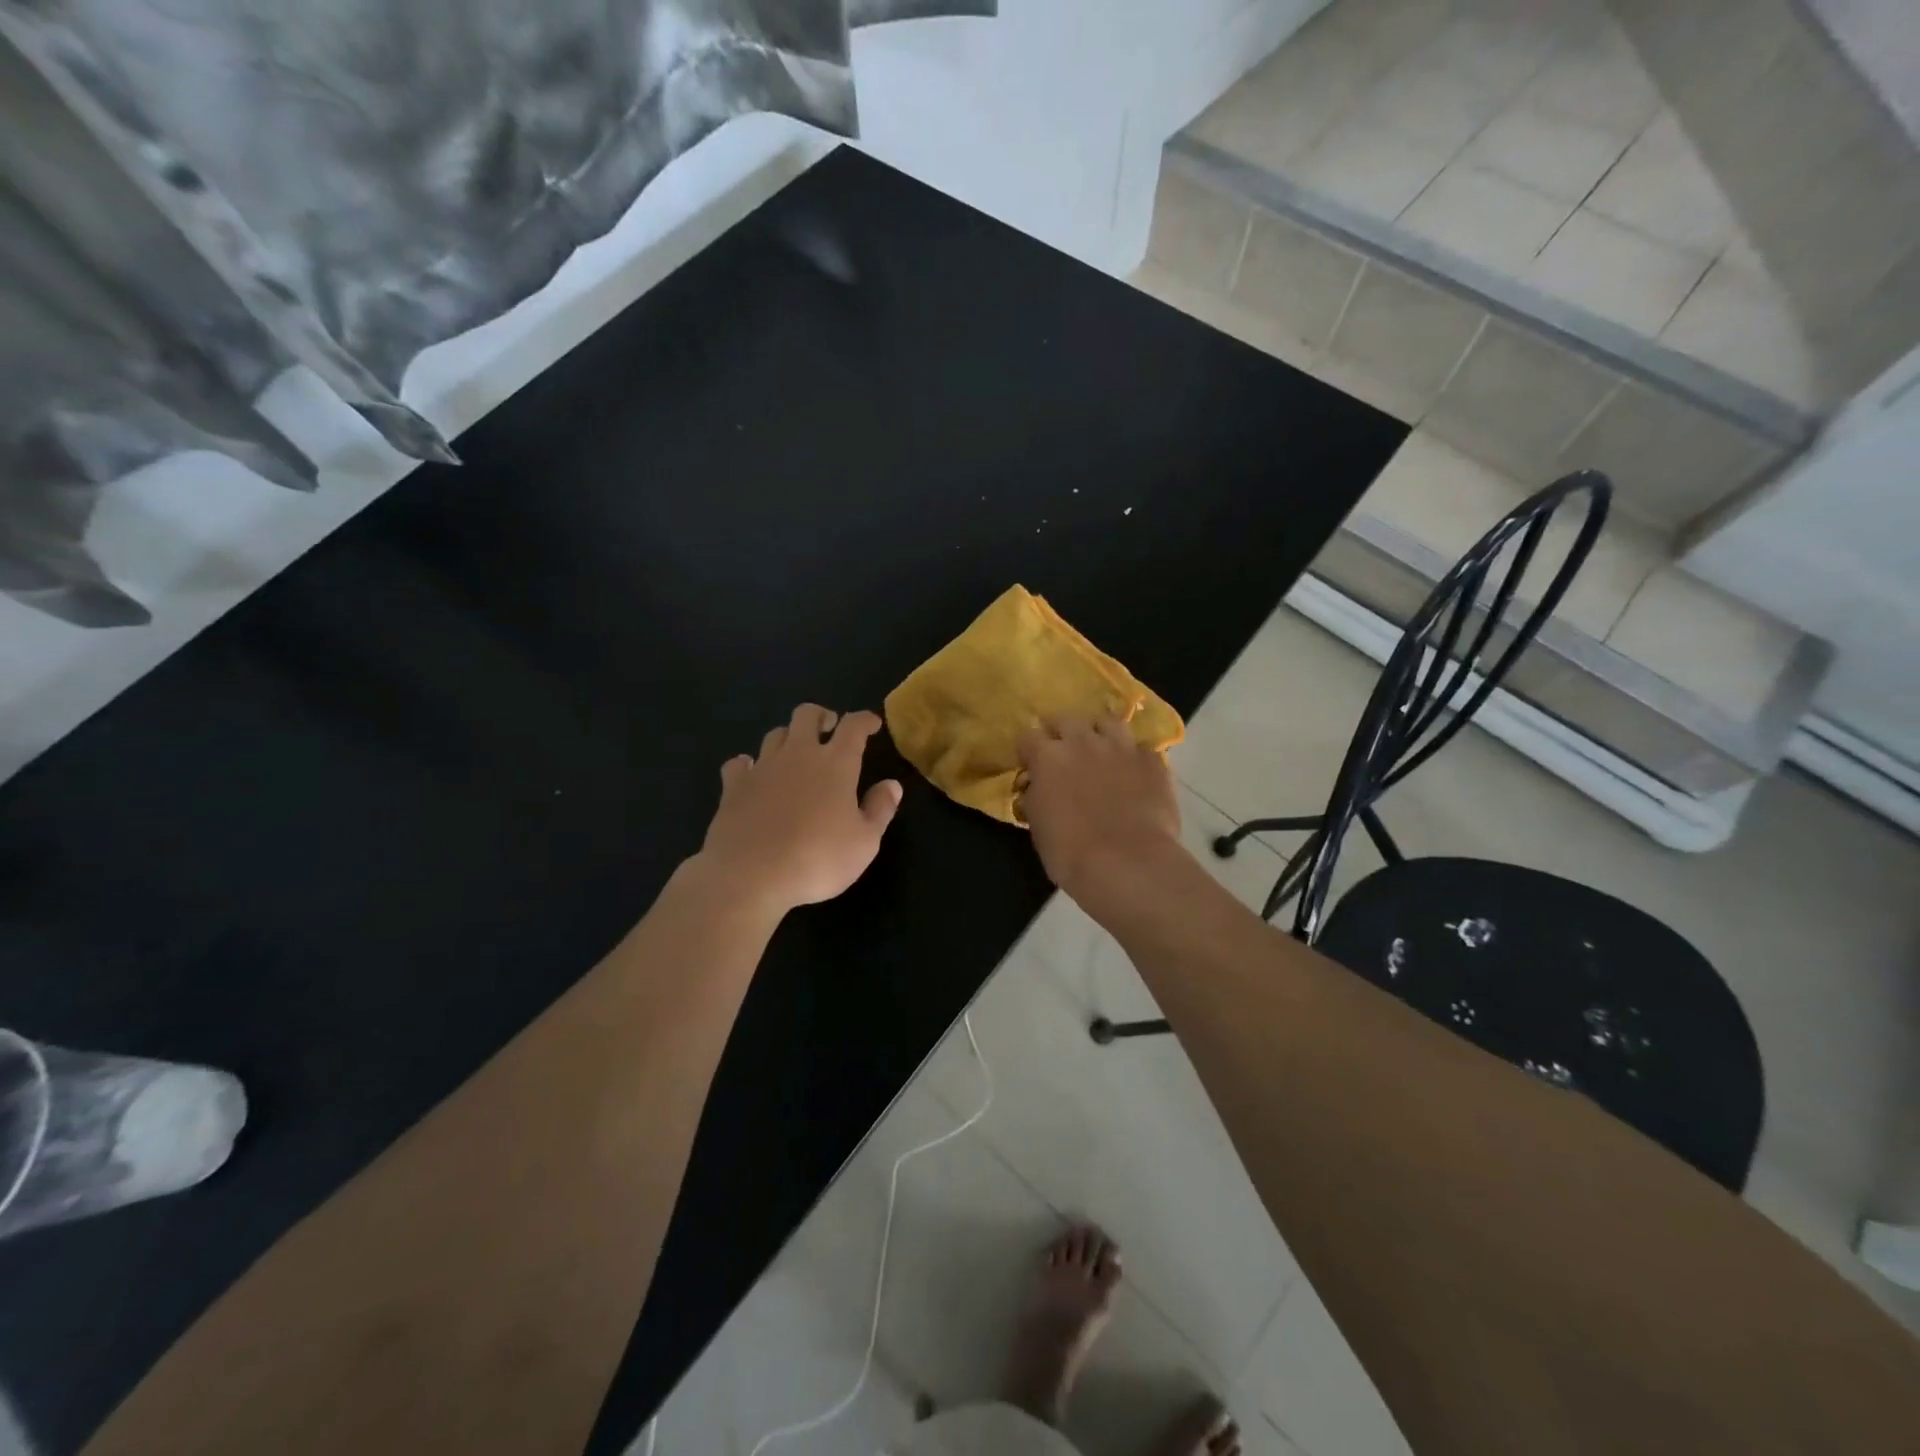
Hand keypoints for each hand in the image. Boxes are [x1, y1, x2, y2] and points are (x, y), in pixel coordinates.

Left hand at [696, 704, 902, 914]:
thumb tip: (892, 785)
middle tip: (829, 729)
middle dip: (821, 716)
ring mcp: (762, 768)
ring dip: (788, 738)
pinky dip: (748, 764)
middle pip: (807, 715)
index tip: (872, 724)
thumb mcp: (865, 842)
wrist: (750, 876)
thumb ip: (880, 809)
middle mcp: (798, 754)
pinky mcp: (733, 787)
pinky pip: (739, 763)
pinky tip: (752, 773)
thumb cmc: (818, 859)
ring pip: (775, 734)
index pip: (853, 726)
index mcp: (836, 763)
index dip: (865, 720)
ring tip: (795, 754)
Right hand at [1016, 716, 1183, 912]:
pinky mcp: (1153, 761)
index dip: (1028, 751)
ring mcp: (1121, 748)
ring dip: (1100, 734)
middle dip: (1061, 732)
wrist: (1128, 863)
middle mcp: (1083, 742)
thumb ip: (1036, 797)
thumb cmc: (1070, 852)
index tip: (1031, 766)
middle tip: (1063, 753)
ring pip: (1108, 722)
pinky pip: (1141, 749)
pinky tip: (1134, 774)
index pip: (1028, 737)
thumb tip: (1038, 787)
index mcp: (1047, 757)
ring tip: (1101, 751)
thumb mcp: (1037, 826)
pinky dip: (1134, 758)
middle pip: (1066, 719)